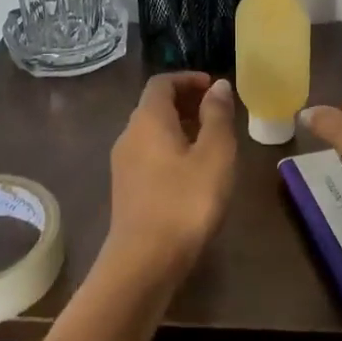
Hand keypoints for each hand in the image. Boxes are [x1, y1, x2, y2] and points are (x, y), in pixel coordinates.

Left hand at [106, 72, 237, 279]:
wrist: (144, 261)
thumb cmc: (185, 201)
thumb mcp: (214, 155)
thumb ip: (217, 116)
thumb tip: (217, 86)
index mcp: (148, 119)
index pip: (162, 83)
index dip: (188, 79)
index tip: (214, 88)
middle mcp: (129, 134)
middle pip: (155, 105)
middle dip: (186, 101)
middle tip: (218, 112)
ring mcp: (123, 163)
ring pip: (152, 131)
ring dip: (179, 126)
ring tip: (211, 141)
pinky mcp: (126, 188)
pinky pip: (149, 153)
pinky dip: (171, 148)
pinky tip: (193, 170)